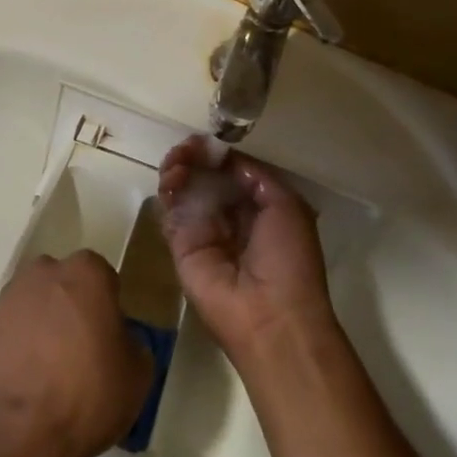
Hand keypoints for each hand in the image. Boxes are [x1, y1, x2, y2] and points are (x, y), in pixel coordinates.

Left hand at [0, 252, 151, 456]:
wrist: (21, 433)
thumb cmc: (89, 394)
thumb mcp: (139, 372)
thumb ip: (131, 340)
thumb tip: (116, 337)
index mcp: (86, 274)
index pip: (103, 276)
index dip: (109, 304)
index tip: (111, 334)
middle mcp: (44, 273)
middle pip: (65, 282)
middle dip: (74, 304)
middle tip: (84, 345)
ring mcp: (10, 299)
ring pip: (37, 302)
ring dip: (46, 321)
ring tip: (54, 365)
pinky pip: (16, 326)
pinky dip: (24, 342)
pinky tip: (32, 375)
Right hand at [158, 137, 338, 365]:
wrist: (269, 316)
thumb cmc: (288, 259)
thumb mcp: (287, 206)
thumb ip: (256, 176)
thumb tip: (227, 157)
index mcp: (260, 210)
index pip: (232, 173)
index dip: (219, 154)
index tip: (208, 140)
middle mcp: (230, 218)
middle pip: (205, 178)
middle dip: (195, 157)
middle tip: (188, 148)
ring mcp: (203, 231)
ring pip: (184, 190)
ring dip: (179, 168)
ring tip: (178, 160)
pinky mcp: (180, 245)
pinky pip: (170, 211)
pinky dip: (167, 190)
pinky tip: (173, 178)